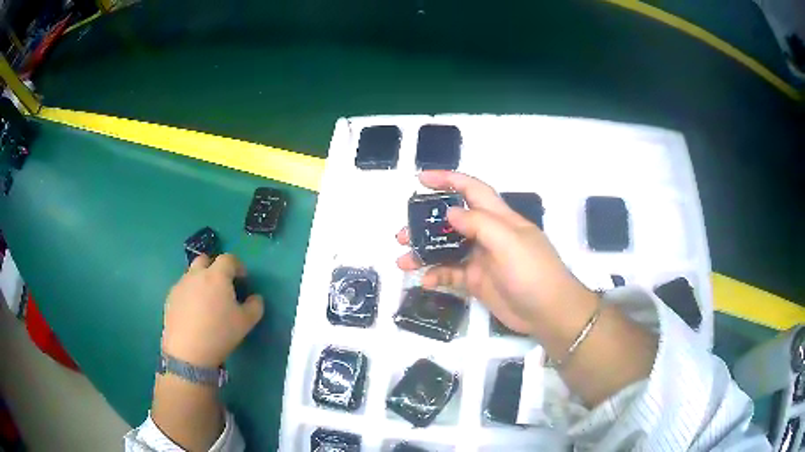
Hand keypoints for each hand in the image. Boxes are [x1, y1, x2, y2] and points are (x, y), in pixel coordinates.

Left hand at [161, 254, 263, 366]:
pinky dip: (189, 294)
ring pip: (191, 274)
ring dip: (200, 281)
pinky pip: (182, 289)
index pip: (228, 259)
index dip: (237, 266)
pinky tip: (193, 313)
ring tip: (206, 302)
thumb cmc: (220, 333)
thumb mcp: (246, 322)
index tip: (242, 278)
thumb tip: (255, 298)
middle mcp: (196, 274)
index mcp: (217, 275)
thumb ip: (255, 306)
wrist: (188, 351)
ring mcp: (180, 285)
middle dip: (214, 268)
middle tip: (221, 285)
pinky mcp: (170, 298)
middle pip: (205, 260)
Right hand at [397, 171, 594, 336]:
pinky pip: (451, 274)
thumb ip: (479, 224)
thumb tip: (450, 213)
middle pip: (452, 221)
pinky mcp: (477, 281)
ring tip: (403, 260)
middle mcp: (488, 235)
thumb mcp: (509, 243)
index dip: (448, 180)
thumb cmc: (533, 272)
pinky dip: (437, 276)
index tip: (421, 179)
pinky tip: (425, 282)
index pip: (472, 190)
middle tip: (402, 232)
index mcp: (499, 218)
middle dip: (426, 223)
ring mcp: (481, 259)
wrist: (549, 313)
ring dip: (425, 251)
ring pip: (447, 249)